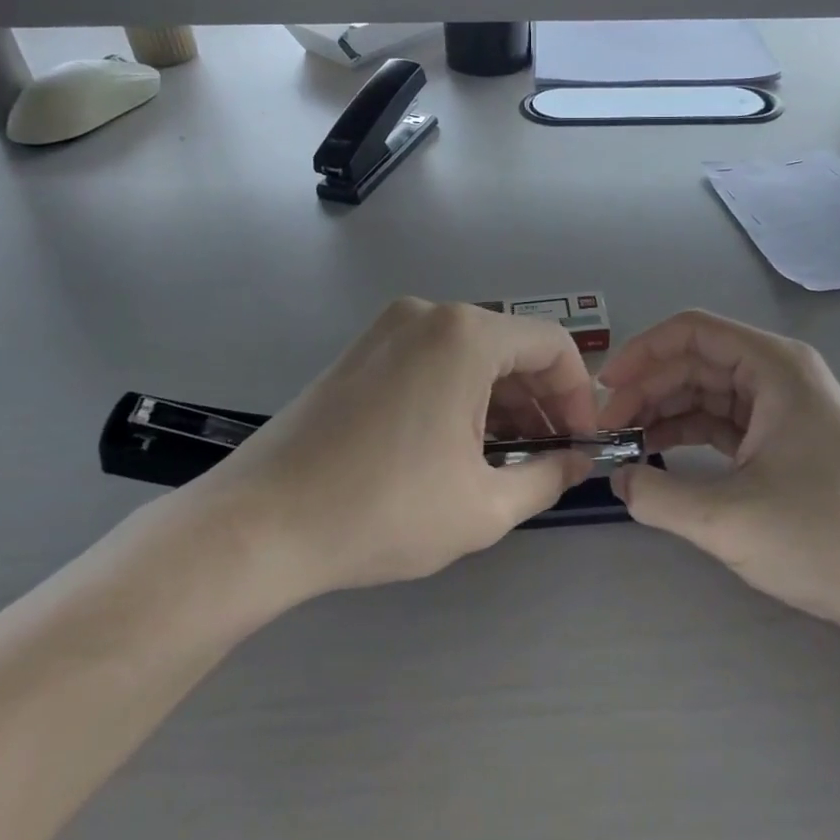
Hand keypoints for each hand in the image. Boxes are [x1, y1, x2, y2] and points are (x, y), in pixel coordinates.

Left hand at [181, 299, 596, 613]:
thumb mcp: (484, 506)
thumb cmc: (383, 511)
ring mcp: (388, 328)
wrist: (259, 525)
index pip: (553, 346)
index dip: (579, 396)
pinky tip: (455, 445)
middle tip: (547, 456)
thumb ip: (548, 477)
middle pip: (511, 347)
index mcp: (465, 335)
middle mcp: (429, 314)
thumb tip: (578, 461)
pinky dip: (459, 393)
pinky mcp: (361, 351)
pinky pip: (432, 360)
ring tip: (504, 458)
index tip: (580, 444)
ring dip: (500, 400)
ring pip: (471, 354)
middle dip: (540, 401)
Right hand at [597, 311, 839, 635]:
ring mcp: (784, 407)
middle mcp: (780, 374)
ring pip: (707, 391)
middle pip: (696, 361)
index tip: (604, 390)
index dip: (642, 353)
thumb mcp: (726, 518)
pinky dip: (688, 432)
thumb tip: (616, 478)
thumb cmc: (821, 538)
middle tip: (607, 429)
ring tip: (624, 442)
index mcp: (775, 367)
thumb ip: (657, 494)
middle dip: (647, 388)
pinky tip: (657, 453)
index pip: (692, 332)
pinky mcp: (783, 439)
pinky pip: (724, 420)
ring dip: (664, 410)